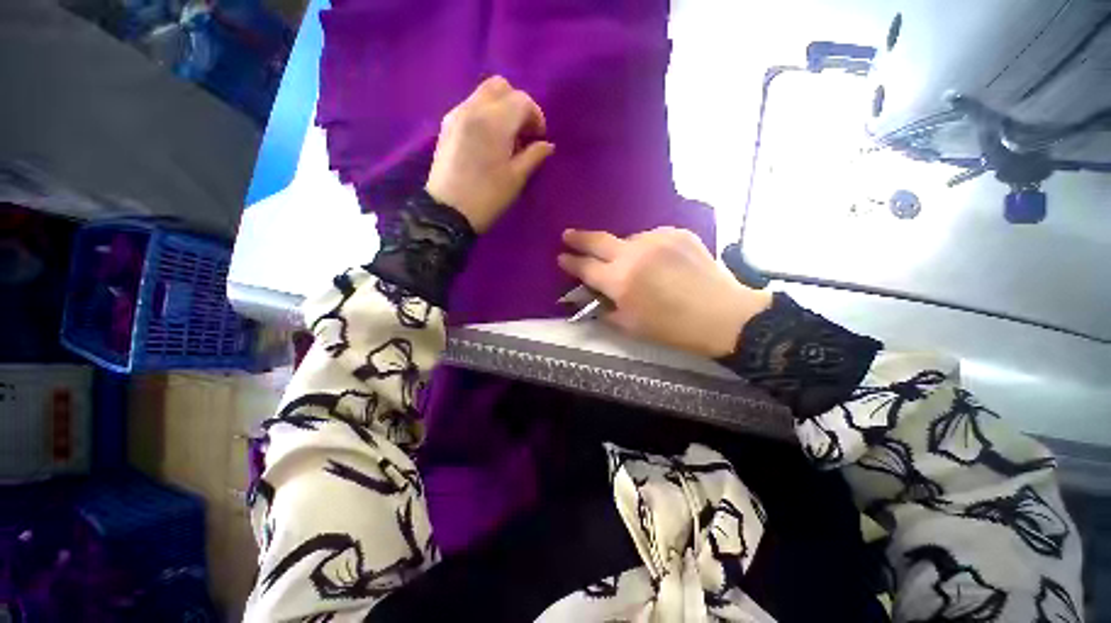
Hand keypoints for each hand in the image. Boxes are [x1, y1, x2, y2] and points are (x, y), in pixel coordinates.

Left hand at [425, 76, 554, 232]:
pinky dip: (485, 114)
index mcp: (494, 122)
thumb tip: (547, 145)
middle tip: (523, 132)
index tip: (539, 138)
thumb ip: (534, 156)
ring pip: (484, 94)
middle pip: (501, 86)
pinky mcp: (447, 125)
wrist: (447, 212)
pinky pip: (471, 106)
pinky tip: (489, 140)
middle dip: (518, 104)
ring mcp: (456, 114)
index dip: (536, 116)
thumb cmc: (487, 197)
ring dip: (501, 108)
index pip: (522, 100)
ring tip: (507, 138)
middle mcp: (473, 108)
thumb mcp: (516, 179)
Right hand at [558, 228, 772, 357]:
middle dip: (579, 238)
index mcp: (619, 280)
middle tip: (568, 235)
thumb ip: (607, 309)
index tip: (561, 257)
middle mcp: (634, 253)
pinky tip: (657, 261)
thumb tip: (595, 298)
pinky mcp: (677, 233)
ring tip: (633, 265)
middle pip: (598, 240)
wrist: (723, 314)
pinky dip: (647, 248)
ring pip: (628, 240)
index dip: (571, 262)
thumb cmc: (673, 328)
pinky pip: (652, 238)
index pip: (585, 267)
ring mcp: (657, 239)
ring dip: (622, 250)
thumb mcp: (631, 326)